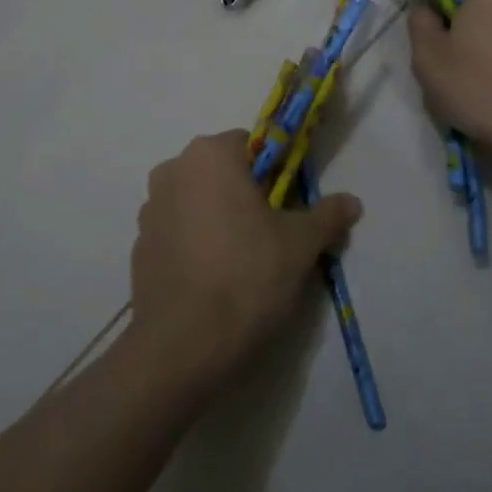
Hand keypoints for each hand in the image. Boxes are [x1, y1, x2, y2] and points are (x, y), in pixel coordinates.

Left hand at [129, 131, 362, 389]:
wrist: (181, 346)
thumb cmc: (246, 275)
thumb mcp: (301, 244)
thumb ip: (327, 215)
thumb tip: (352, 202)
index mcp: (210, 154)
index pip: (252, 145)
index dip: (276, 173)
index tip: (288, 207)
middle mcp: (173, 170)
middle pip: (222, 172)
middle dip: (246, 195)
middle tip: (271, 236)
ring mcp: (150, 210)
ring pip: (198, 201)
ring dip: (219, 218)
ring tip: (242, 263)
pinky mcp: (138, 247)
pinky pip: (178, 232)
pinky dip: (196, 244)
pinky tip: (213, 280)